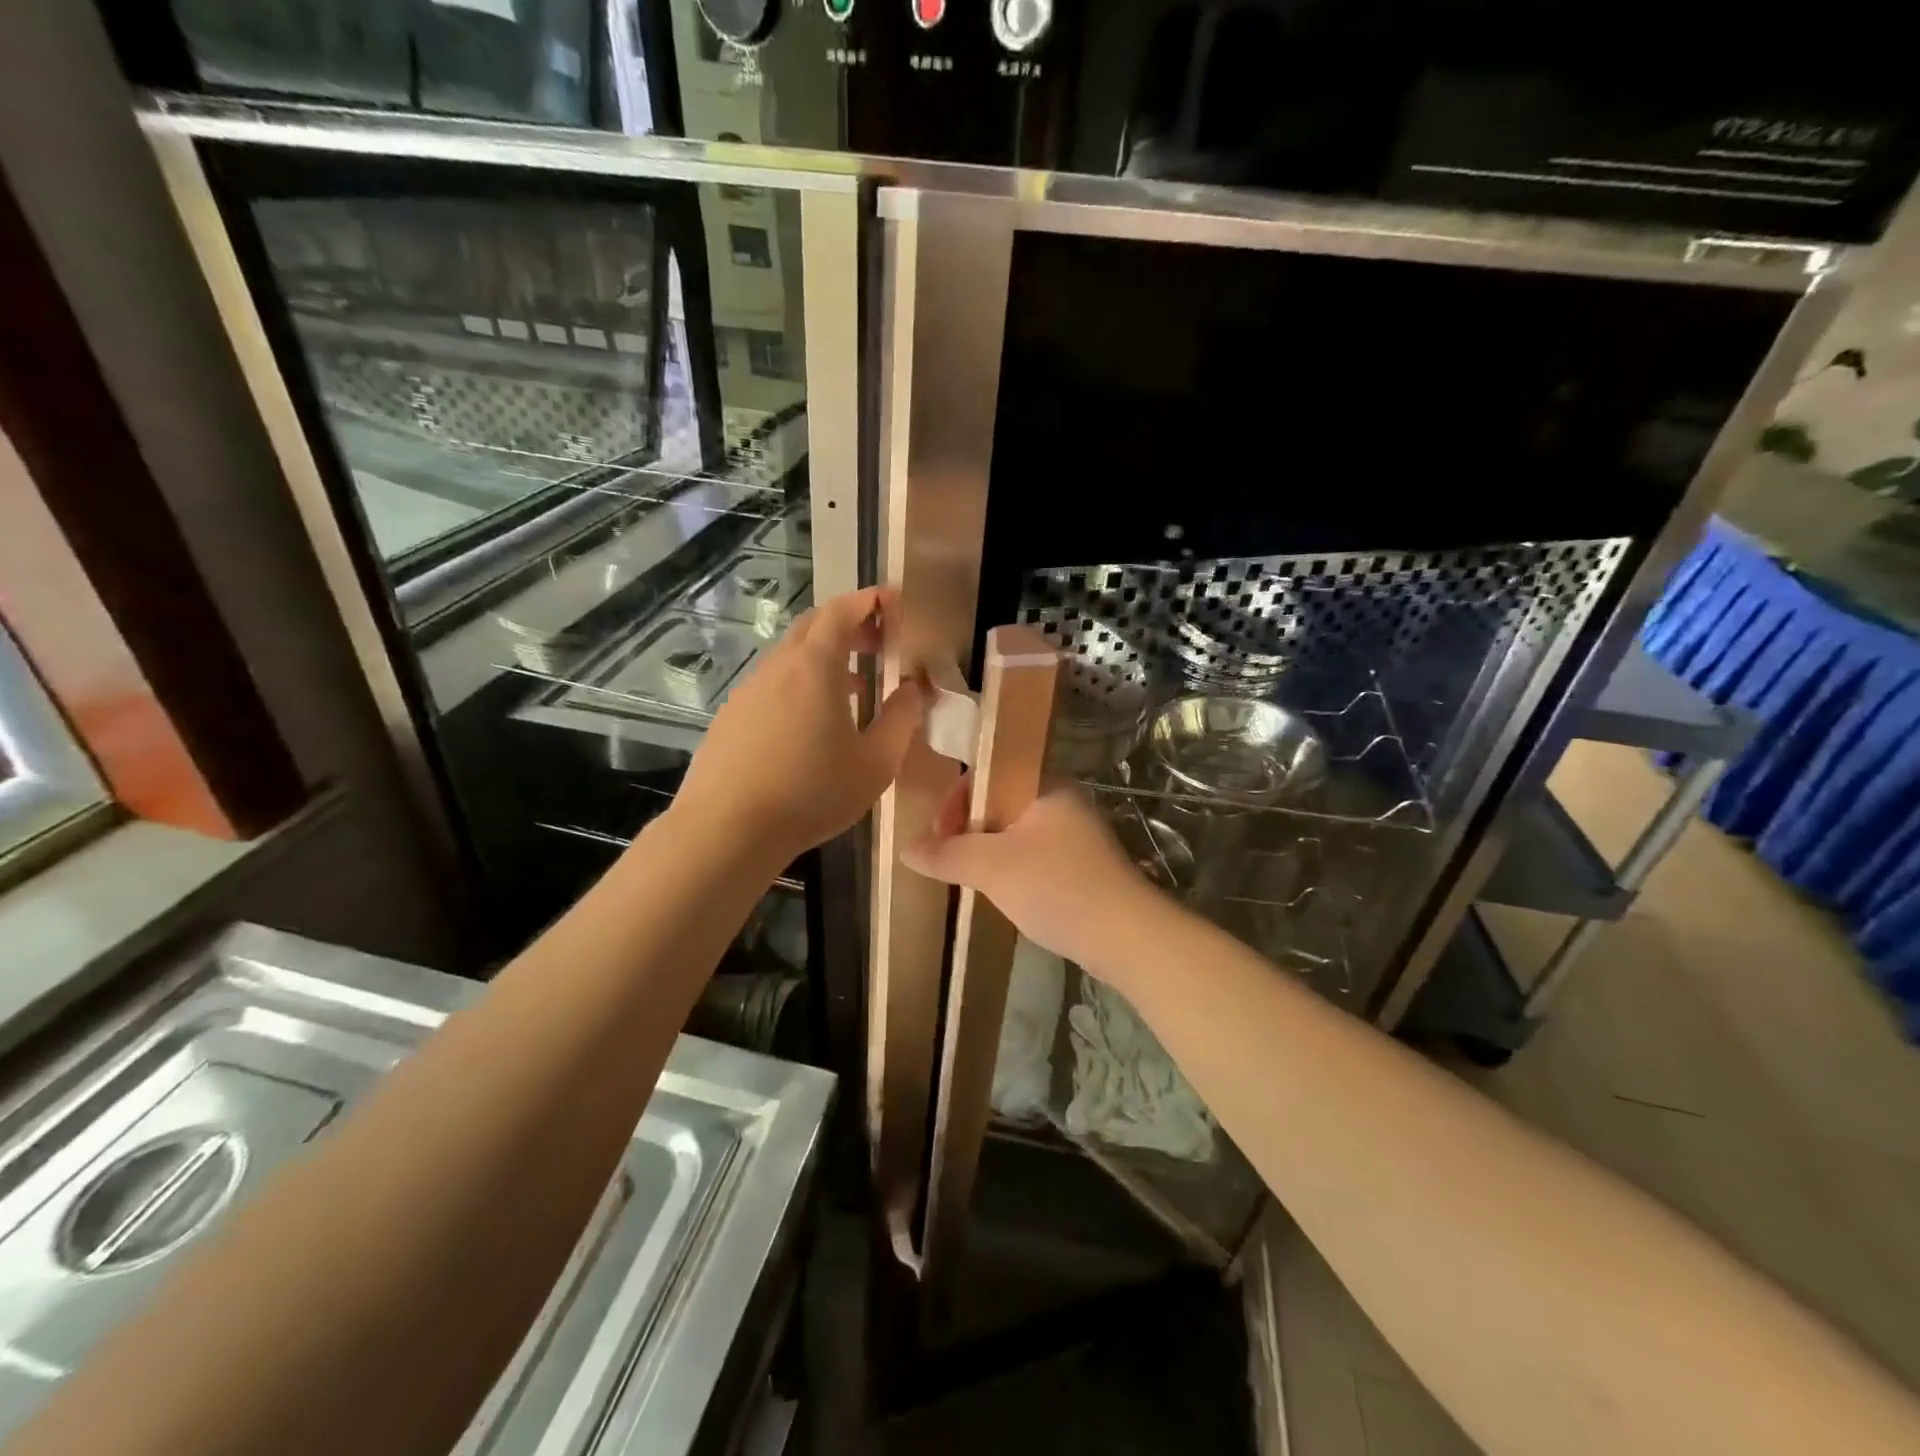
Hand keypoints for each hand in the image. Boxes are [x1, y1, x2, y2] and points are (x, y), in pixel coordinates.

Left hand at [678, 586, 924, 864]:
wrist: (727, 830)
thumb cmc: (811, 793)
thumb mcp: (875, 763)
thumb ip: (901, 719)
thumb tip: (915, 689)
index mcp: (815, 667)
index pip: (842, 611)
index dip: (869, 600)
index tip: (894, 602)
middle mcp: (777, 667)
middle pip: (813, 626)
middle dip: (849, 624)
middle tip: (879, 642)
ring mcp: (748, 691)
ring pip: (791, 657)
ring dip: (825, 658)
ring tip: (855, 687)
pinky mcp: (730, 717)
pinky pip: (772, 685)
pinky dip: (800, 684)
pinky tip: (811, 724)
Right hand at [902, 782, 1156, 972]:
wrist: (1126, 937)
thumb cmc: (1057, 887)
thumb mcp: (992, 867)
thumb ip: (947, 854)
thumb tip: (906, 849)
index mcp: (1045, 784)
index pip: (988, 772)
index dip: (956, 799)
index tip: (939, 835)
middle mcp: (1061, 800)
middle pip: (999, 801)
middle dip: (968, 829)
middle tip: (950, 860)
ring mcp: (1074, 834)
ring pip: (1015, 831)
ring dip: (987, 851)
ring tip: (971, 879)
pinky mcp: (1081, 865)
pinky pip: (1032, 855)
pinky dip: (1010, 868)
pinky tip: (1003, 894)